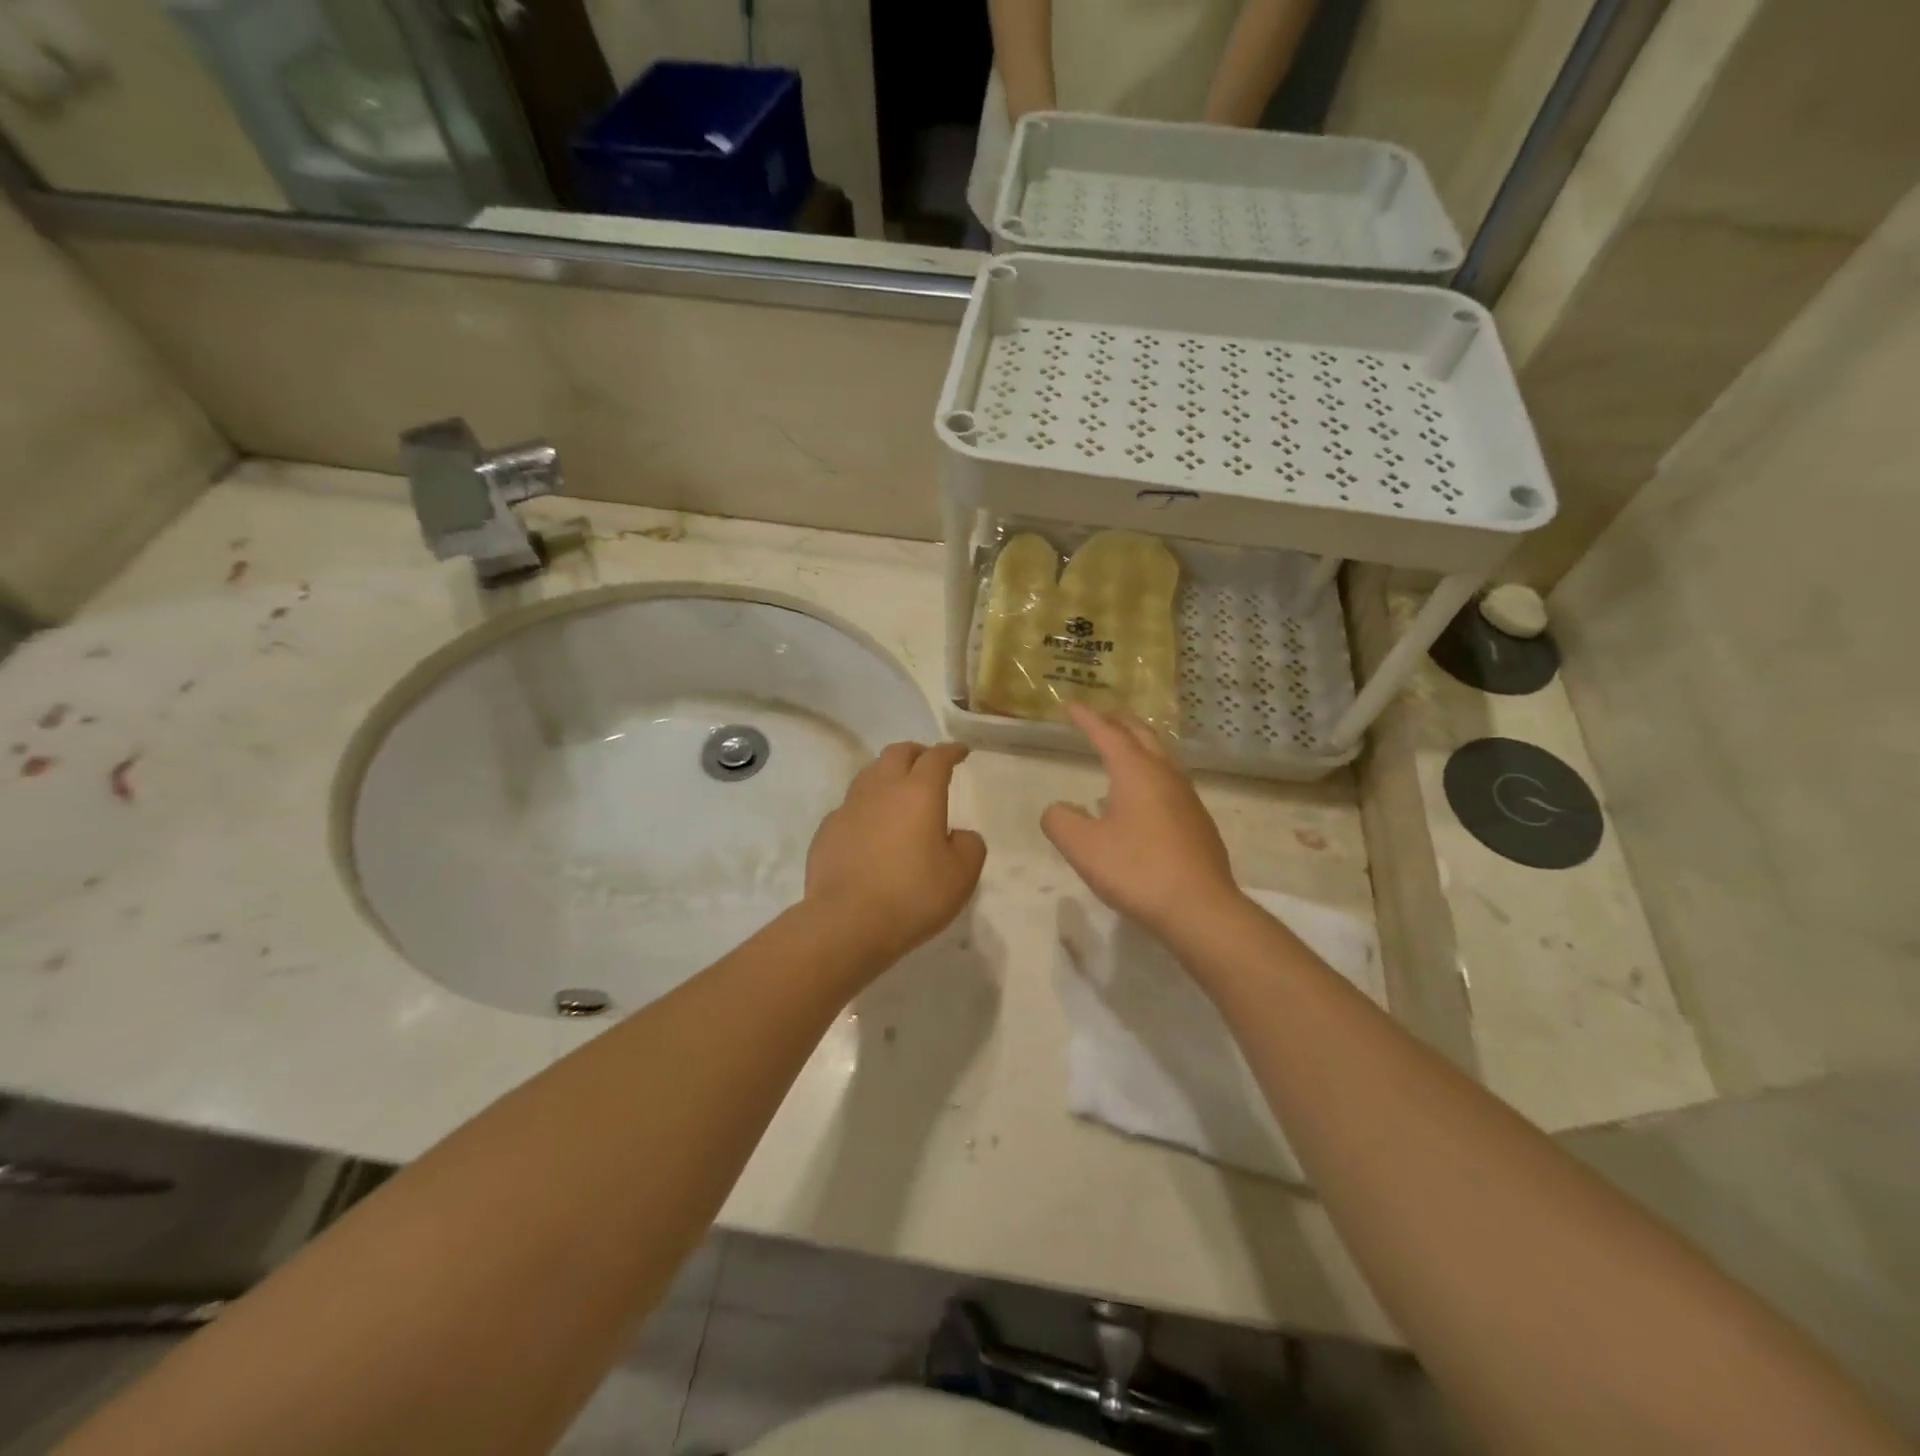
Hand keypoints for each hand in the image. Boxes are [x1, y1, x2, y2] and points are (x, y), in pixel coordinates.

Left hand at [805, 742, 986, 963]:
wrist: (847, 922)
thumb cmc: (912, 895)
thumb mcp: (962, 875)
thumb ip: (969, 846)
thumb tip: (957, 835)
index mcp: (919, 792)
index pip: (937, 758)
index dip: (951, 751)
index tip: (960, 751)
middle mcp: (881, 789)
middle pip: (898, 753)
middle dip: (917, 753)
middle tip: (928, 764)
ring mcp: (849, 808)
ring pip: (869, 774)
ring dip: (888, 774)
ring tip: (898, 791)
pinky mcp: (827, 830)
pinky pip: (850, 806)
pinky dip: (866, 807)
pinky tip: (871, 828)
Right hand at [1041, 705, 1242, 937]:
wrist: (1200, 908)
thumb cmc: (1136, 870)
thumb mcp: (1082, 847)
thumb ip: (1060, 821)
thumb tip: (1059, 809)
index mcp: (1136, 772)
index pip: (1108, 734)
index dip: (1088, 718)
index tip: (1071, 705)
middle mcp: (1165, 776)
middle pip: (1142, 736)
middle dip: (1119, 722)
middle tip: (1102, 716)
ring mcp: (1187, 799)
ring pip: (1161, 758)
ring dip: (1139, 747)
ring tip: (1123, 750)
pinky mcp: (1198, 824)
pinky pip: (1170, 784)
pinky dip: (1151, 774)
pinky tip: (1143, 800)